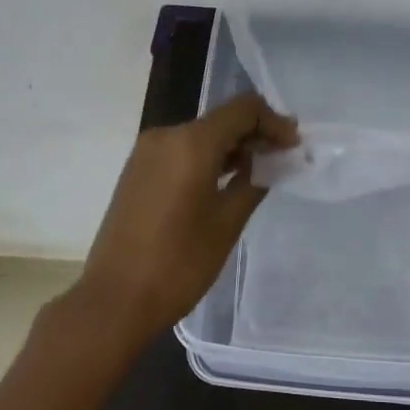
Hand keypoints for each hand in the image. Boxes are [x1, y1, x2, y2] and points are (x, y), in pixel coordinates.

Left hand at [73, 93, 298, 348]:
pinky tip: (225, 180)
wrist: (114, 299)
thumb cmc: (178, 263)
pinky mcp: (138, 170)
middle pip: (221, 120)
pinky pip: (181, 150)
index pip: (242, 110)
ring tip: (260, 170)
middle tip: (284, 157)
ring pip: (201, 135)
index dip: (274, 122)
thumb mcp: (226, 222)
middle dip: (255, 133)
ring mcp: (147, 152)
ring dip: (232, 146)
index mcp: (190, 143)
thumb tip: (273, 160)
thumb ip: (255, 182)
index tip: (294, 146)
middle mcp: (166, 136)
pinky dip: (208, 157)